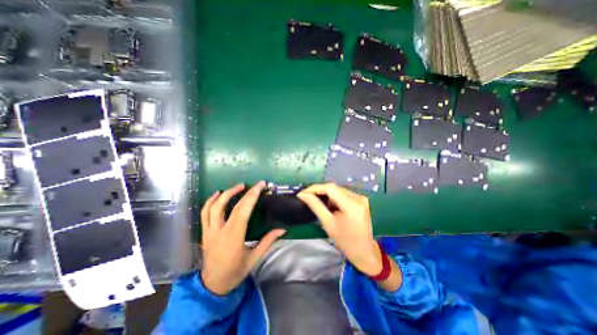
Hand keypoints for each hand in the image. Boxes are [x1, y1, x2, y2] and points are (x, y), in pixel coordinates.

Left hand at [201, 182, 284, 293]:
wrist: (212, 286)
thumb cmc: (235, 272)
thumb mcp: (254, 257)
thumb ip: (268, 241)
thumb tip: (282, 229)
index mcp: (233, 237)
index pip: (243, 211)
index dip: (252, 196)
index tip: (260, 186)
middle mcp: (219, 231)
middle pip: (230, 206)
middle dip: (243, 192)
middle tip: (254, 185)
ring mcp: (209, 231)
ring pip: (213, 207)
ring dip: (225, 193)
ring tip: (238, 186)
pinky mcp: (204, 232)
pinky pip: (204, 213)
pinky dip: (210, 201)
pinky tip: (218, 194)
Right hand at [298, 185, 381, 275]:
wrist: (364, 251)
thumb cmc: (345, 241)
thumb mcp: (328, 223)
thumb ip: (315, 206)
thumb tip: (303, 195)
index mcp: (352, 204)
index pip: (330, 188)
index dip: (315, 188)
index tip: (303, 193)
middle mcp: (358, 197)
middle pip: (334, 188)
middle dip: (319, 190)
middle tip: (307, 196)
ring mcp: (360, 197)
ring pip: (338, 190)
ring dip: (326, 193)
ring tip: (315, 200)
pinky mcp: (360, 200)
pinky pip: (343, 193)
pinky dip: (333, 197)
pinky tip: (328, 204)